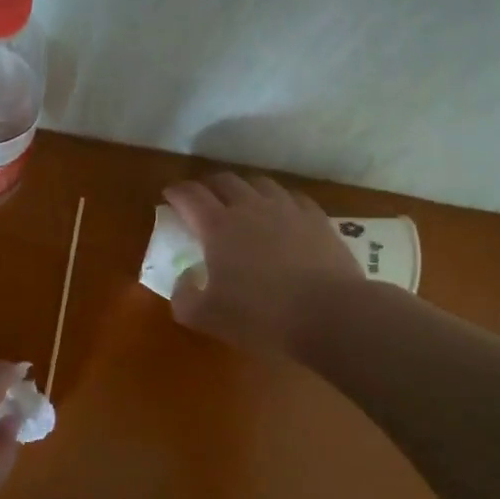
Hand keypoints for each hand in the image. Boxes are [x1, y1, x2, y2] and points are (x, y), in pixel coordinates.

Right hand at [163, 172, 365, 355]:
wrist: (330, 314)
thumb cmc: (261, 316)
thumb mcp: (207, 318)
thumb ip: (184, 297)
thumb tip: (184, 279)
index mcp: (218, 227)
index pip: (190, 196)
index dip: (176, 192)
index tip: (169, 195)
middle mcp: (250, 207)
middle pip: (225, 181)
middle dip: (208, 186)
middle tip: (203, 198)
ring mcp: (287, 209)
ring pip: (260, 183)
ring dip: (244, 188)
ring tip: (242, 201)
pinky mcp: (316, 218)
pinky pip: (292, 197)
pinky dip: (279, 200)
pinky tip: (282, 214)